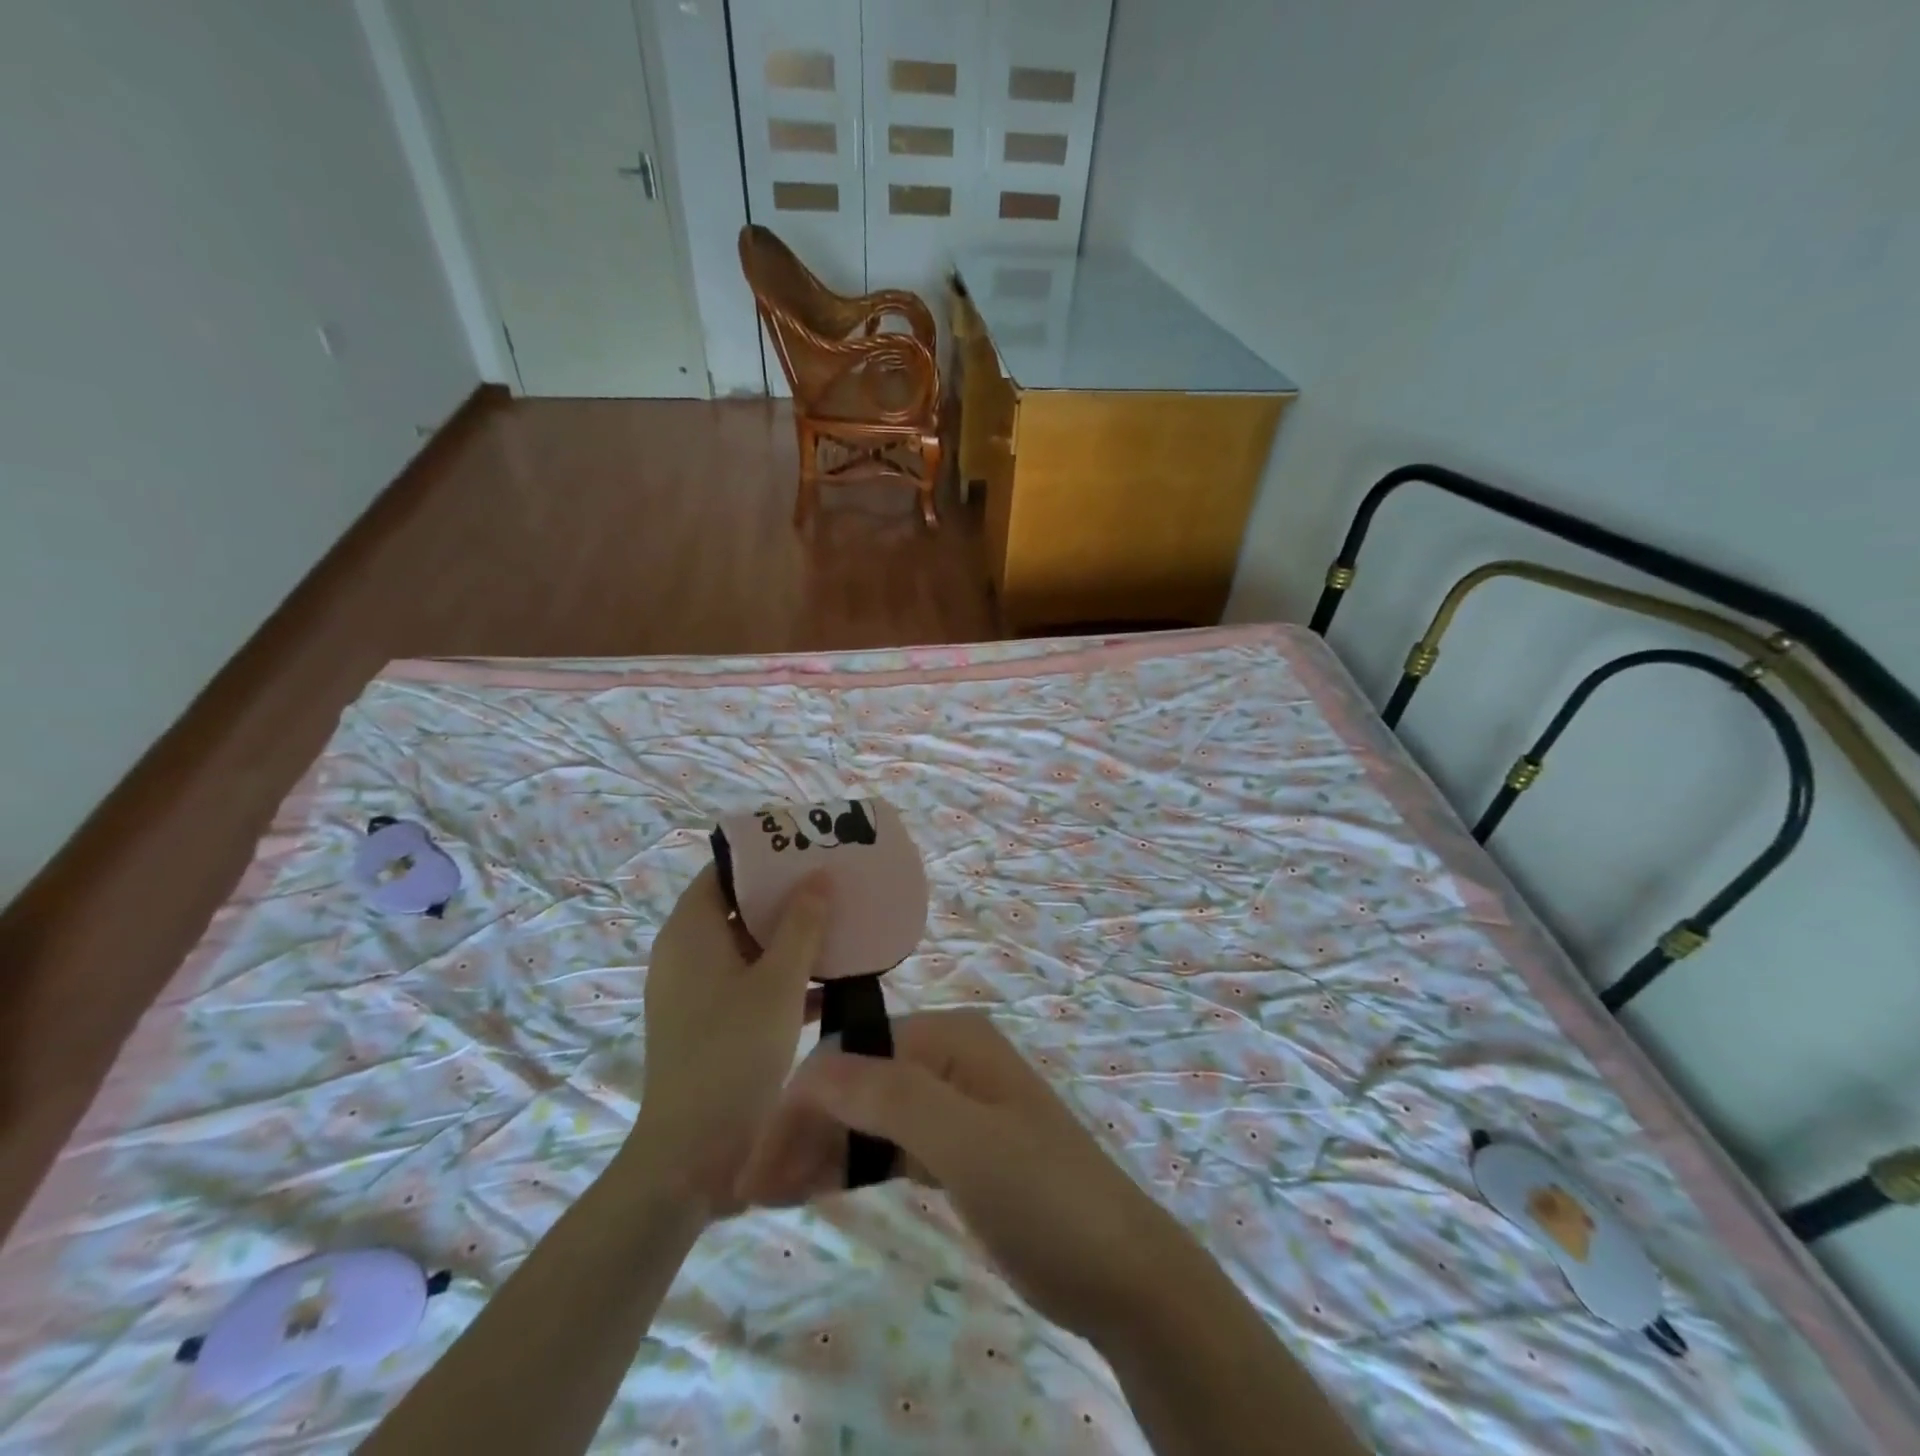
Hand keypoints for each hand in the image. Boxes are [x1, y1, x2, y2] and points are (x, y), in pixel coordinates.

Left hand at [635, 864, 827, 1215]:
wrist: (693, 1155)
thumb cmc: (734, 1052)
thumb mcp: (778, 983)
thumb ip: (802, 925)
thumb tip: (818, 875)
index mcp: (691, 932)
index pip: (723, 871)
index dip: (763, 856)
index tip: (806, 848)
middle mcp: (686, 954)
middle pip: (737, 907)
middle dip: (785, 896)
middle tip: (832, 883)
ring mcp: (696, 992)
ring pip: (747, 948)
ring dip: (789, 938)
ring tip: (839, 924)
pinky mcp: (710, 1023)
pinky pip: (749, 982)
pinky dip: (783, 976)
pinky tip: (832, 982)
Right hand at [736, 1011, 1195, 1338]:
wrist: (1120, 1272)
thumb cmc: (1045, 1196)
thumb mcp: (967, 1143)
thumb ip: (891, 1097)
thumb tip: (812, 1067)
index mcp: (951, 1039)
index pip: (854, 1055)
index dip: (800, 1103)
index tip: (753, 1165)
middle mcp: (946, 1060)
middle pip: (855, 1083)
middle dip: (801, 1128)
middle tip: (746, 1191)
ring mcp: (950, 1105)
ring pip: (865, 1118)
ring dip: (816, 1150)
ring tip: (762, 1196)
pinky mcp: (951, 1149)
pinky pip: (886, 1148)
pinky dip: (849, 1167)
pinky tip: (810, 1190)